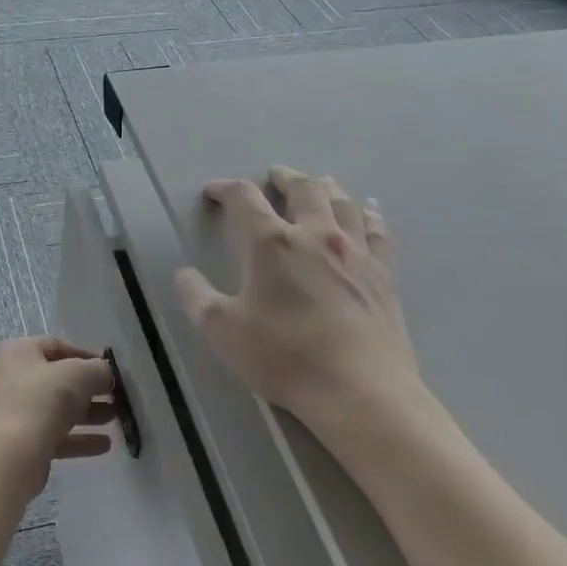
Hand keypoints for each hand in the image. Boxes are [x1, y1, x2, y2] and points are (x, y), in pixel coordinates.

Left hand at [0, 336, 116, 493]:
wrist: (12, 454)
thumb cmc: (43, 399)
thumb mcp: (79, 374)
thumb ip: (98, 370)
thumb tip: (106, 374)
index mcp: (20, 353)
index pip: (57, 346)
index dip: (86, 355)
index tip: (110, 369)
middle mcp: (13, 379)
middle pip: (58, 380)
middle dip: (91, 388)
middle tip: (116, 396)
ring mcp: (15, 412)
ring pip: (58, 409)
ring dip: (89, 414)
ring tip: (115, 419)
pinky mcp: (22, 442)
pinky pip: (55, 435)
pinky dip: (79, 438)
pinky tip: (105, 445)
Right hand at [175, 166, 425, 450]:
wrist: (359, 389)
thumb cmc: (283, 357)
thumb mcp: (222, 331)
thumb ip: (196, 297)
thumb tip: (184, 274)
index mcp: (272, 243)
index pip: (244, 198)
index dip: (224, 189)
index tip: (213, 192)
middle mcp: (315, 234)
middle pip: (302, 188)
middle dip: (283, 178)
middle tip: (273, 176)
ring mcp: (354, 251)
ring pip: (342, 201)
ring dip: (325, 187)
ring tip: (318, 184)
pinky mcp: (382, 273)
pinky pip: (375, 230)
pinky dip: (366, 213)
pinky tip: (366, 211)